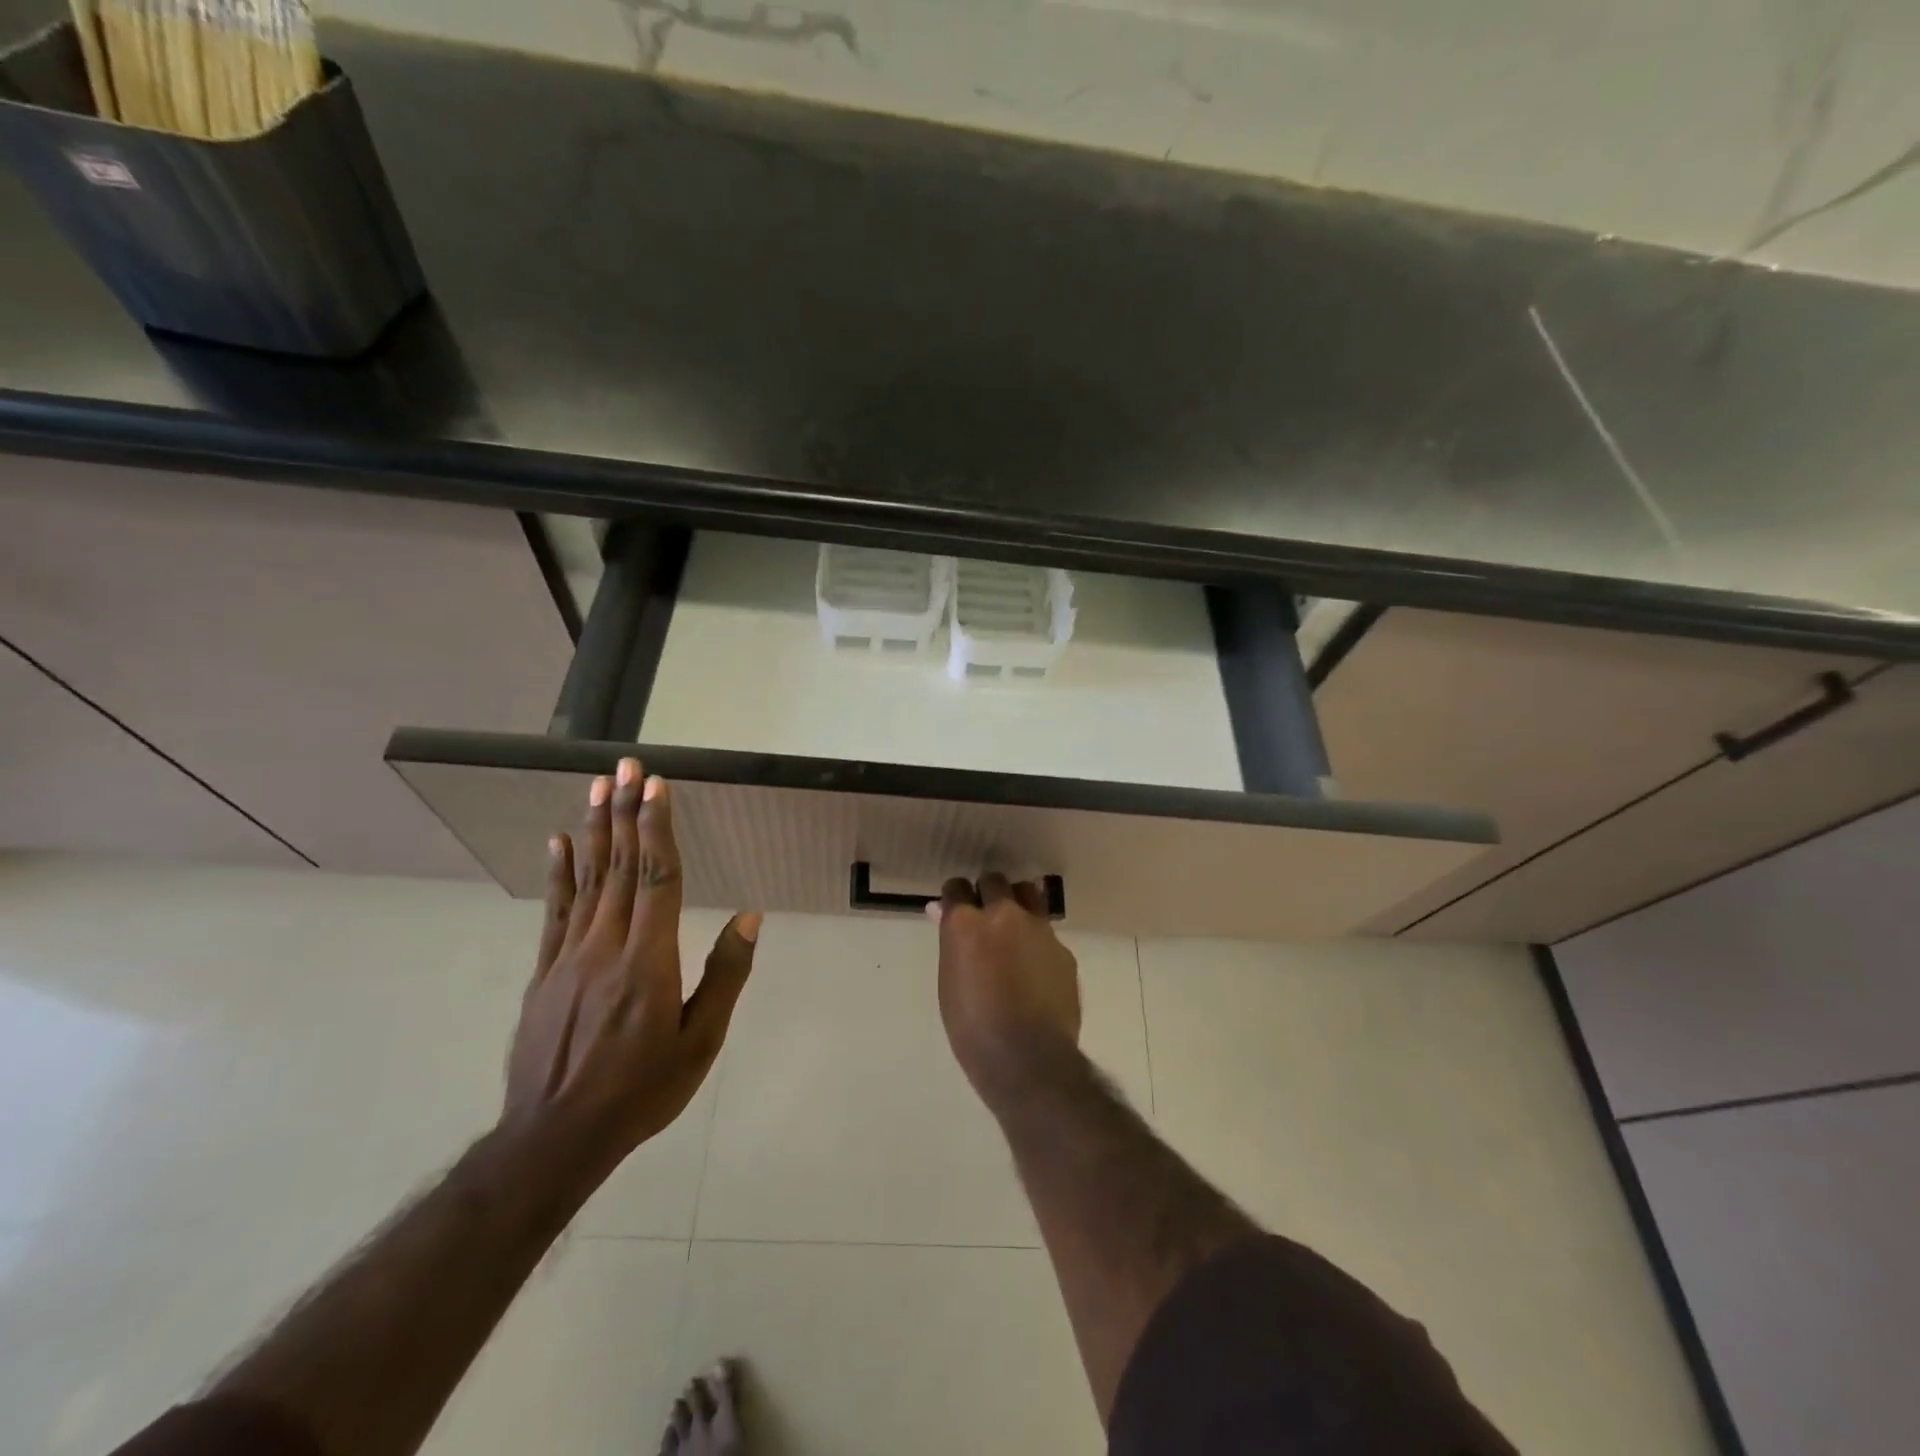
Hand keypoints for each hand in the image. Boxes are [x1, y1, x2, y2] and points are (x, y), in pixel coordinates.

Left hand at [504, 758, 759, 1170]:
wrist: (555, 1137)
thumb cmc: (641, 1089)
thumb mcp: (700, 1041)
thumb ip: (724, 975)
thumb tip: (748, 916)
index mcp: (648, 959)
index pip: (656, 878)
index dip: (657, 829)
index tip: (657, 788)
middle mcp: (606, 945)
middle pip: (619, 866)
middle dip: (625, 812)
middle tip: (625, 767)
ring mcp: (569, 956)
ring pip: (586, 880)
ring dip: (594, 829)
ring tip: (596, 788)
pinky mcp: (545, 971)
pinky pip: (555, 911)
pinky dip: (559, 873)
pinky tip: (560, 843)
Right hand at [930, 873, 1080, 1106]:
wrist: (1028, 1060)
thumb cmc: (974, 1029)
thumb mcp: (949, 983)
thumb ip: (952, 943)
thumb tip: (944, 915)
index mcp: (967, 924)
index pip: (956, 887)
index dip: (955, 897)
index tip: (955, 910)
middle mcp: (1004, 915)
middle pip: (995, 881)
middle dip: (987, 893)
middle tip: (984, 917)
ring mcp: (1039, 929)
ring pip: (1028, 895)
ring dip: (1017, 905)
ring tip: (1013, 932)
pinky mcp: (1063, 950)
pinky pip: (1046, 933)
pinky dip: (1036, 942)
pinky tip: (1034, 969)